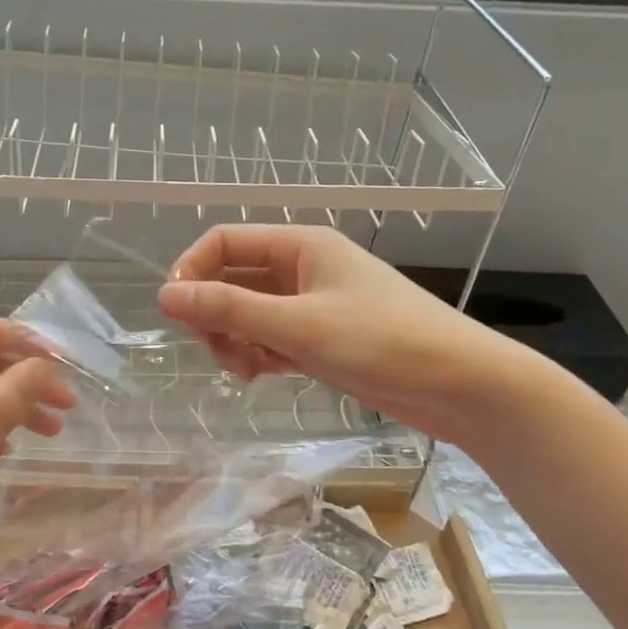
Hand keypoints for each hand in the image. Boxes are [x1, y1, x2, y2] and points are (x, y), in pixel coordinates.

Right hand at [157, 224, 539, 443]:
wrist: (462, 386)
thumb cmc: (383, 342)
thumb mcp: (298, 326)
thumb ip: (229, 310)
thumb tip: (164, 297)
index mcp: (300, 246)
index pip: (224, 242)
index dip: (191, 270)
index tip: (175, 312)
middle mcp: (302, 269)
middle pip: (232, 280)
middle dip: (215, 315)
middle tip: (221, 353)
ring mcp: (313, 305)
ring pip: (248, 314)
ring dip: (234, 340)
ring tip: (247, 372)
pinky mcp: (322, 339)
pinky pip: (270, 338)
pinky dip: (258, 356)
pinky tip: (263, 376)